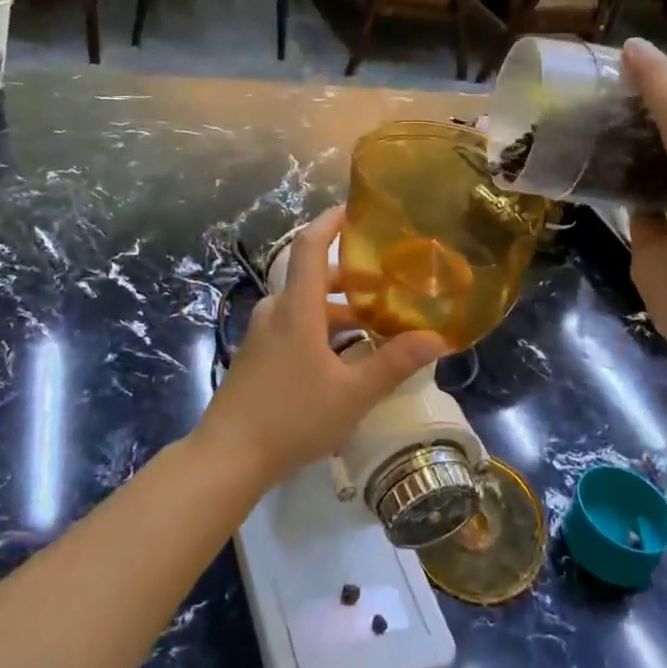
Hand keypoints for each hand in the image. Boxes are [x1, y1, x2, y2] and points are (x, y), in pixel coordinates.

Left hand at [196, 207, 446, 489]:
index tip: (356, 210)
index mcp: (297, 308)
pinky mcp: (257, 355)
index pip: (310, 245)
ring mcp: (263, 334)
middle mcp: (277, 311)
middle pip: (314, 278)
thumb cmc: (292, 417)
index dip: (331, 221)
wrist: (228, 457)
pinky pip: (295, 326)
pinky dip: (322, 329)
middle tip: (390, 284)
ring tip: (377, 327)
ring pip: (306, 307)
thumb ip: (394, 363)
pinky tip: (346, 359)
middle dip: (352, 278)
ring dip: (340, 310)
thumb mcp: (352, 393)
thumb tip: (438, 338)